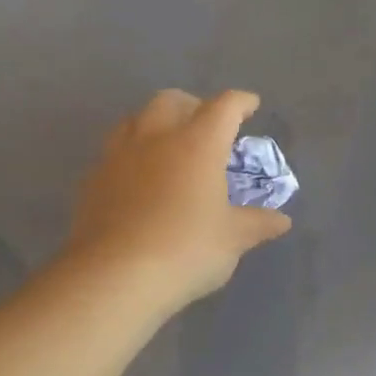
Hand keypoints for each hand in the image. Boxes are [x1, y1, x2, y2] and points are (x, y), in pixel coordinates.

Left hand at [65, 89, 291, 312]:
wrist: (114, 276)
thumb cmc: (186, 251)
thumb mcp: (232, 240)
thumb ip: (257, 224)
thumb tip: (281, 221)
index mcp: (198, 143)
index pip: (224, 107)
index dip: (240, 102)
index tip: (250, 106)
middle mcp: (156, 137)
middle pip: (172, 100)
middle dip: (193, 105)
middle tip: (205, 126)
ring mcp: (119, 155)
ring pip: (136, 119)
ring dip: (156, 123)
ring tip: (168, 146)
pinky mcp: (93, 179)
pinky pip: (115, 152)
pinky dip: (132, 154)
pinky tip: (137, 179)